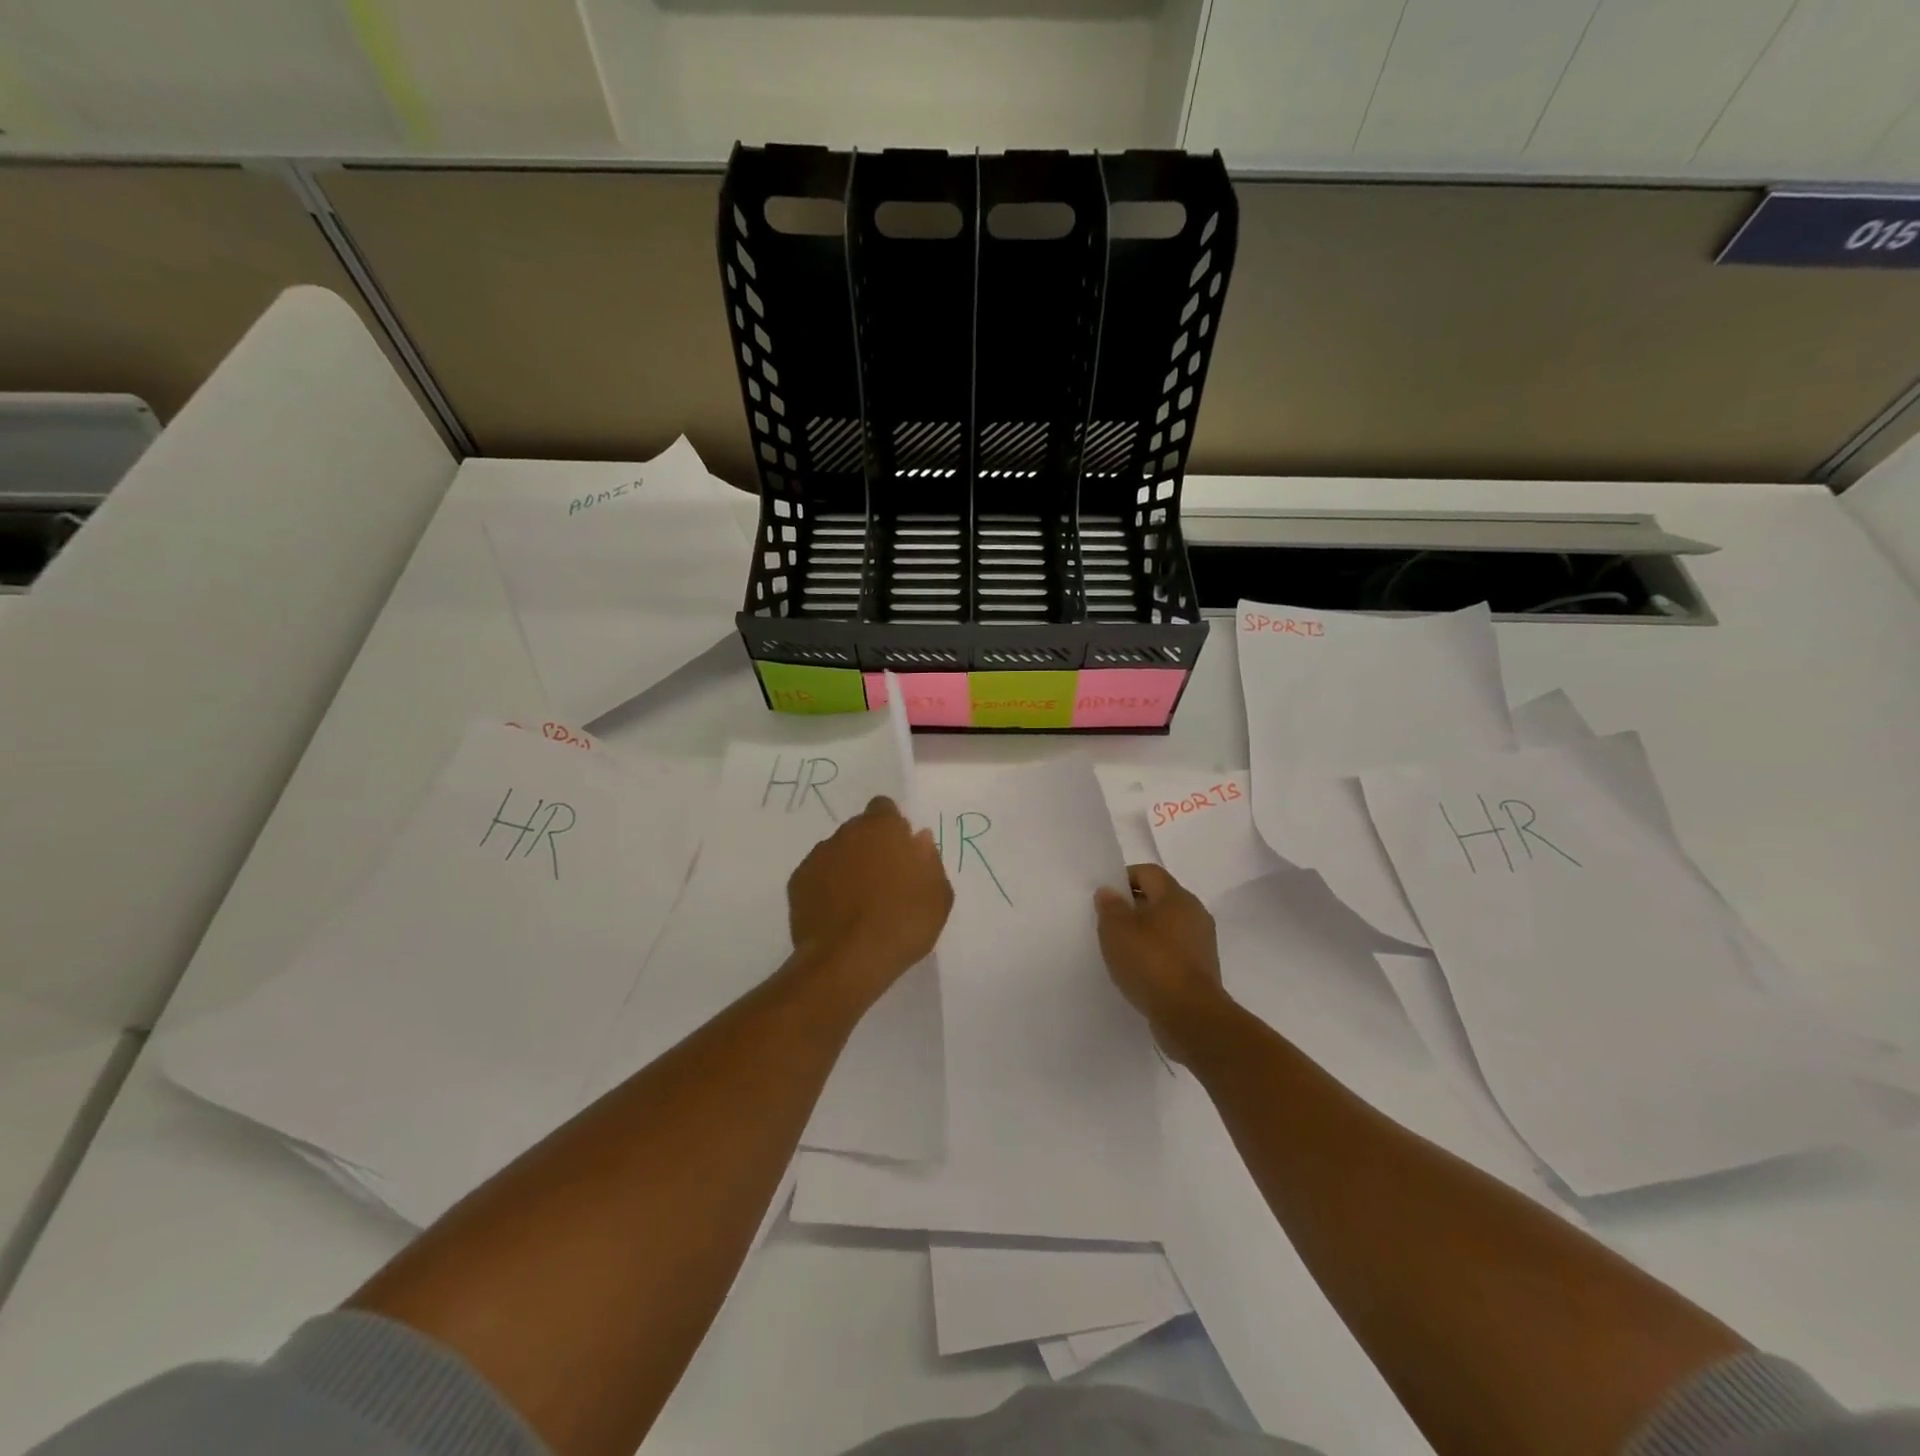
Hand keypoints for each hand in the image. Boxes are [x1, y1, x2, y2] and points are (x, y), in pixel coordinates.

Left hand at [788, 796, 952, 999]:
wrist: (848, 961)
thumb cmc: (902, 923)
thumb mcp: (938, 895)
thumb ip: (929, 860)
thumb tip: (918, 840)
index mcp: (882, 828)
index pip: (884, 808)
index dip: (893, 827)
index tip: (902, 852)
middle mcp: (846, 833)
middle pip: (859, 830)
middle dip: (871, 848)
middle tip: (884, 881)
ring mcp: (817, 857)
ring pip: (837, 853)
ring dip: (848, 868)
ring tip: (859, 904)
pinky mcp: (797, 883)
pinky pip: (818, 877)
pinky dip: (827, 888)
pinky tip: (838, 916)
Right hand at [1094, 864, 1227, 1063]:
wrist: (1191, 1016)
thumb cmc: (1151, 963)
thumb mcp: (1117, 931)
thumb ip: (1110, 907)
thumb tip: (1109, 892)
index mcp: (1176, 896)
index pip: (1148, 872)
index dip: (1124, 878)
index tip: (1105, 897)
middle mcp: (1194, 912)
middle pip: (1159, 898)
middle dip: (1133, 906)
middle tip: (1108, 922)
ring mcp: (1202, 942)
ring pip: (1168, 926)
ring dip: (1146, 932)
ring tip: (1121, 948)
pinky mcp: (1202, 968)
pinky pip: (1175, 950)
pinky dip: (1157, 954)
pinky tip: (1139, 970)